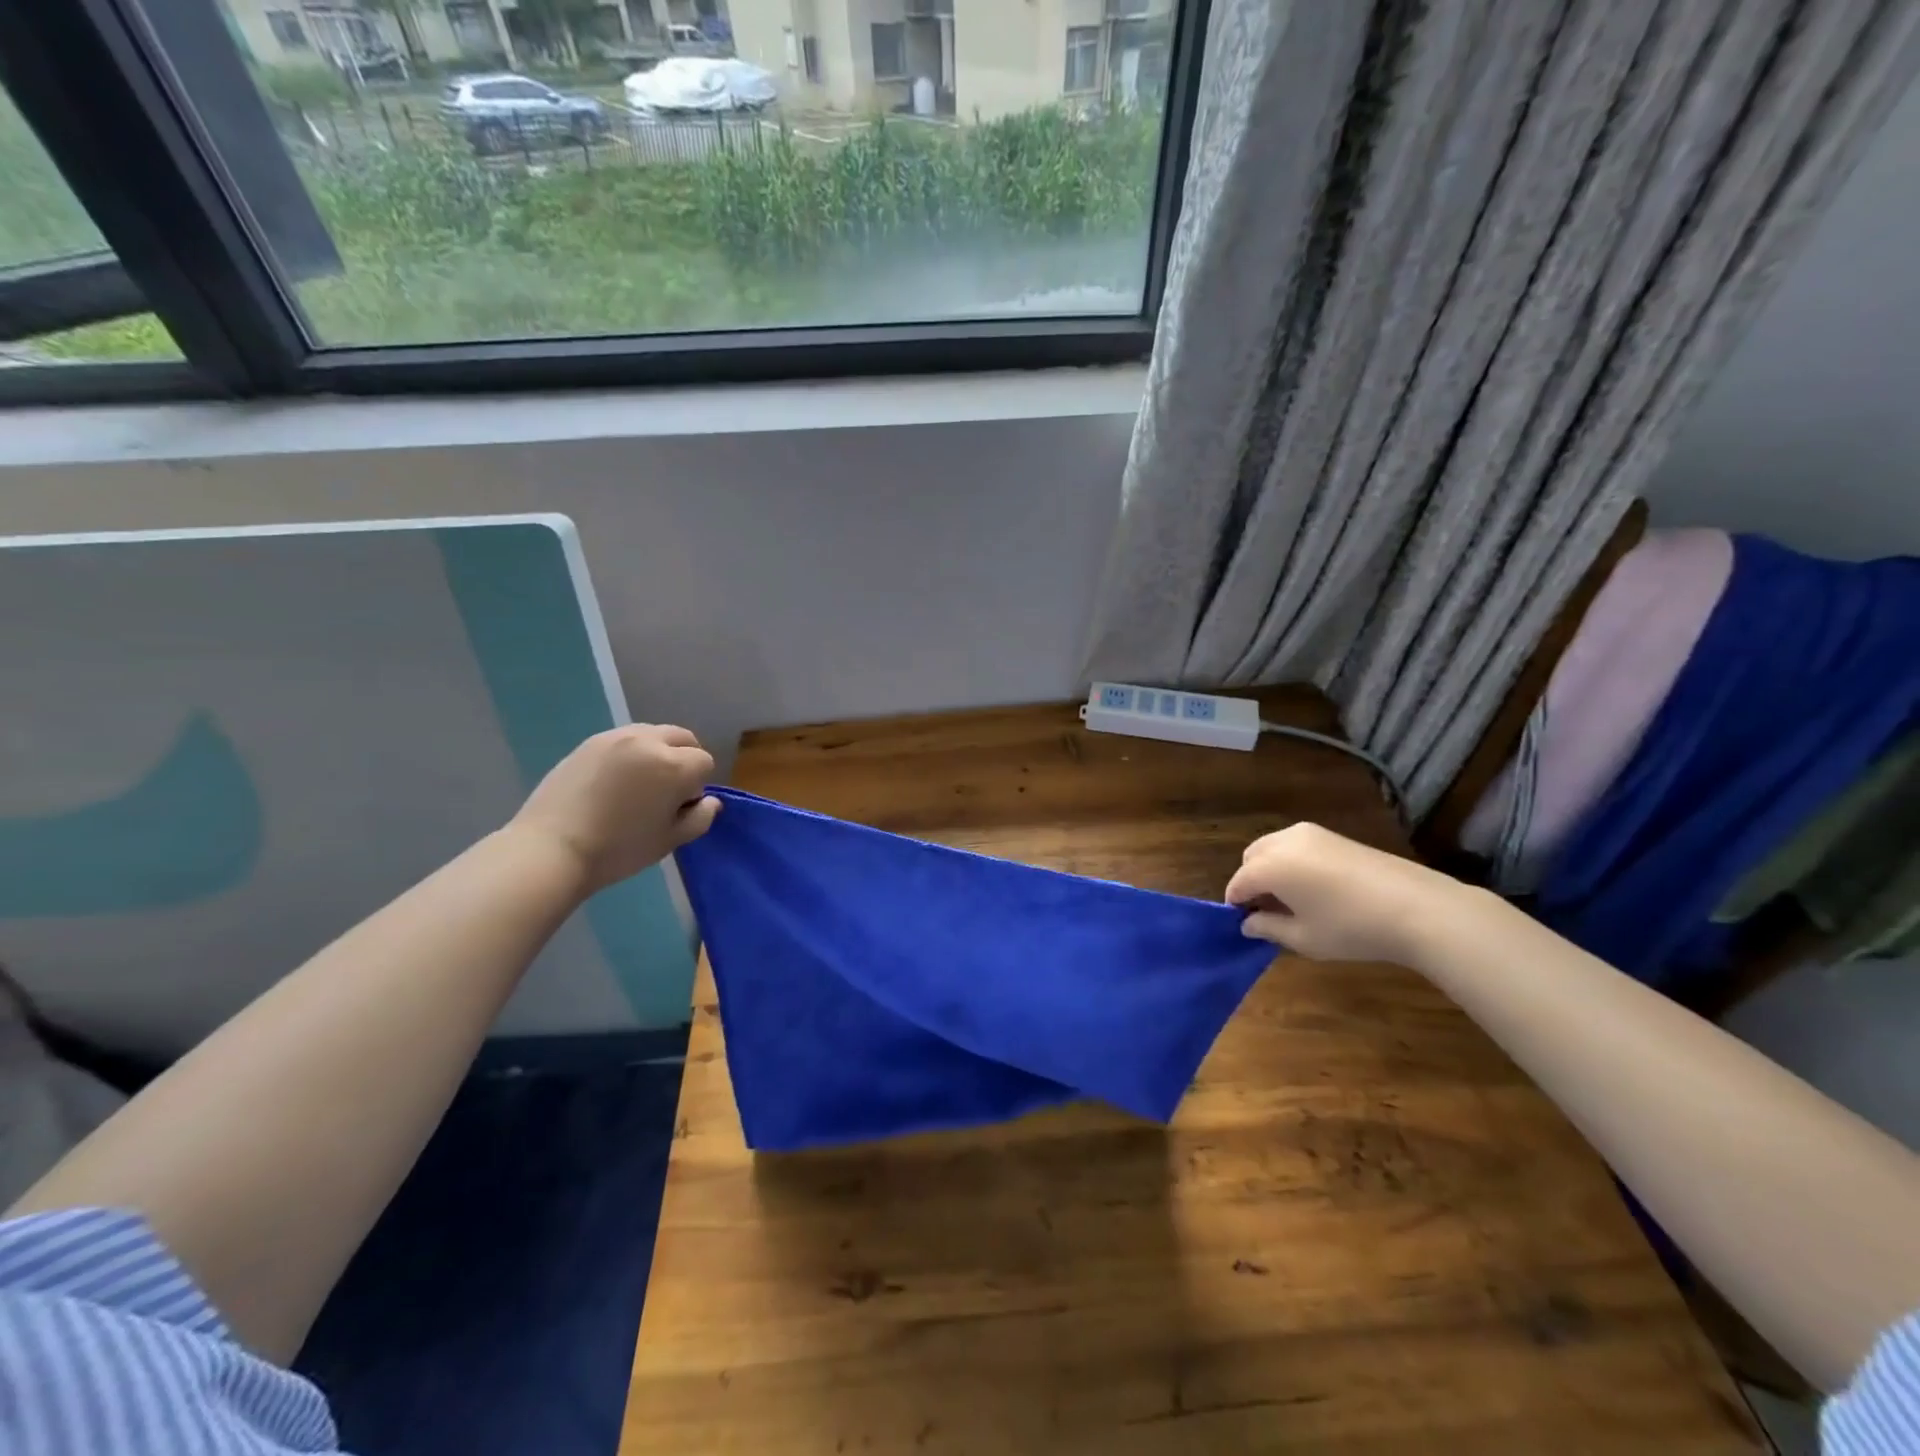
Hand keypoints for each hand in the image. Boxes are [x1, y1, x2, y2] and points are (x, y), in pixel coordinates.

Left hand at [511, 725, 718, 893]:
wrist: (551, 849)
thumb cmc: (619, 849)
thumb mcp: (669, 841)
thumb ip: (699, 818)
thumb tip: (709, 801)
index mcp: (674, 765)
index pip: (704, 762)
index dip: (696, 787)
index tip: (678, 808)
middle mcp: (648, 741)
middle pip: (682, 738)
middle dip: (683, 759)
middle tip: (665, 791)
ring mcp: (615, 738)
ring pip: (652, 734)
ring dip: (657, 752)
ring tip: (639, 784)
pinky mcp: (588, 743)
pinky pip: (623, 740)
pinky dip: (629, 754)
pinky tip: (613, 782)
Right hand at [1223, 822, 1458, 966]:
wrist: (1418, 908)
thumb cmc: (1351, 928)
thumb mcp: (1304, 938)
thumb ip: (1268, 928)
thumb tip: (1248, 923)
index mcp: (1270, 866)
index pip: (1238, 883)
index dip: (1236, 904)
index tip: (1246, 925)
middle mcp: (1284, 841)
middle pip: (1252, 858)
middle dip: (1252, 882)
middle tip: (1270, 912)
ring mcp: (1311, 834)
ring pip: (1274, 848)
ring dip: (1272, 869)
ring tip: (1294, 900)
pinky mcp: (1334, 835)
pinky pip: (1298, 846)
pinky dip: (1294, 863)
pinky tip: (1317, 889)